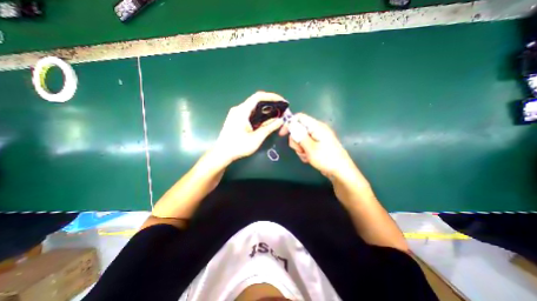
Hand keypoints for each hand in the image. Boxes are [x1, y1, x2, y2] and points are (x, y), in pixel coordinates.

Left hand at [215, 90, 284, 162]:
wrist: (222, 153)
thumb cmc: (239, 146)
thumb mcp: (256, 138)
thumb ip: (269, 128)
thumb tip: (280, 120)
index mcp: (242, 111)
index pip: (258, 97)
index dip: (271, 96)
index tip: (282, 101)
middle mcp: (238, 109)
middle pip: (256, 101)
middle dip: (270, 103)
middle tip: (281, 109)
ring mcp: (236, 113)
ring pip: (253, 107)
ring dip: (265, 109)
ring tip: (276, 114)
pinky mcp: (236, 118)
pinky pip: (249, 112)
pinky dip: (259, 114)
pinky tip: (265, 120)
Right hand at [279, 114, 354, 177]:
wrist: (340, 171)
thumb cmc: (326, 158)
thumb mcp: (310, 147)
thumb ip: (299, 135)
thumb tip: (290, 124)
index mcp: (316, 126)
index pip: (299, 118)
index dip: (289, 123)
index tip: (282, 134)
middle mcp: (316, 130)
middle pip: (298, 130)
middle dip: (296, 141)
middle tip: (301, 149)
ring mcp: (317, 138)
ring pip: (300, 139)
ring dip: (300, 148)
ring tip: (307, 156)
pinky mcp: (317, 145)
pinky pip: (305, 145)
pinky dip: (304, 152)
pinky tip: (309, 158)